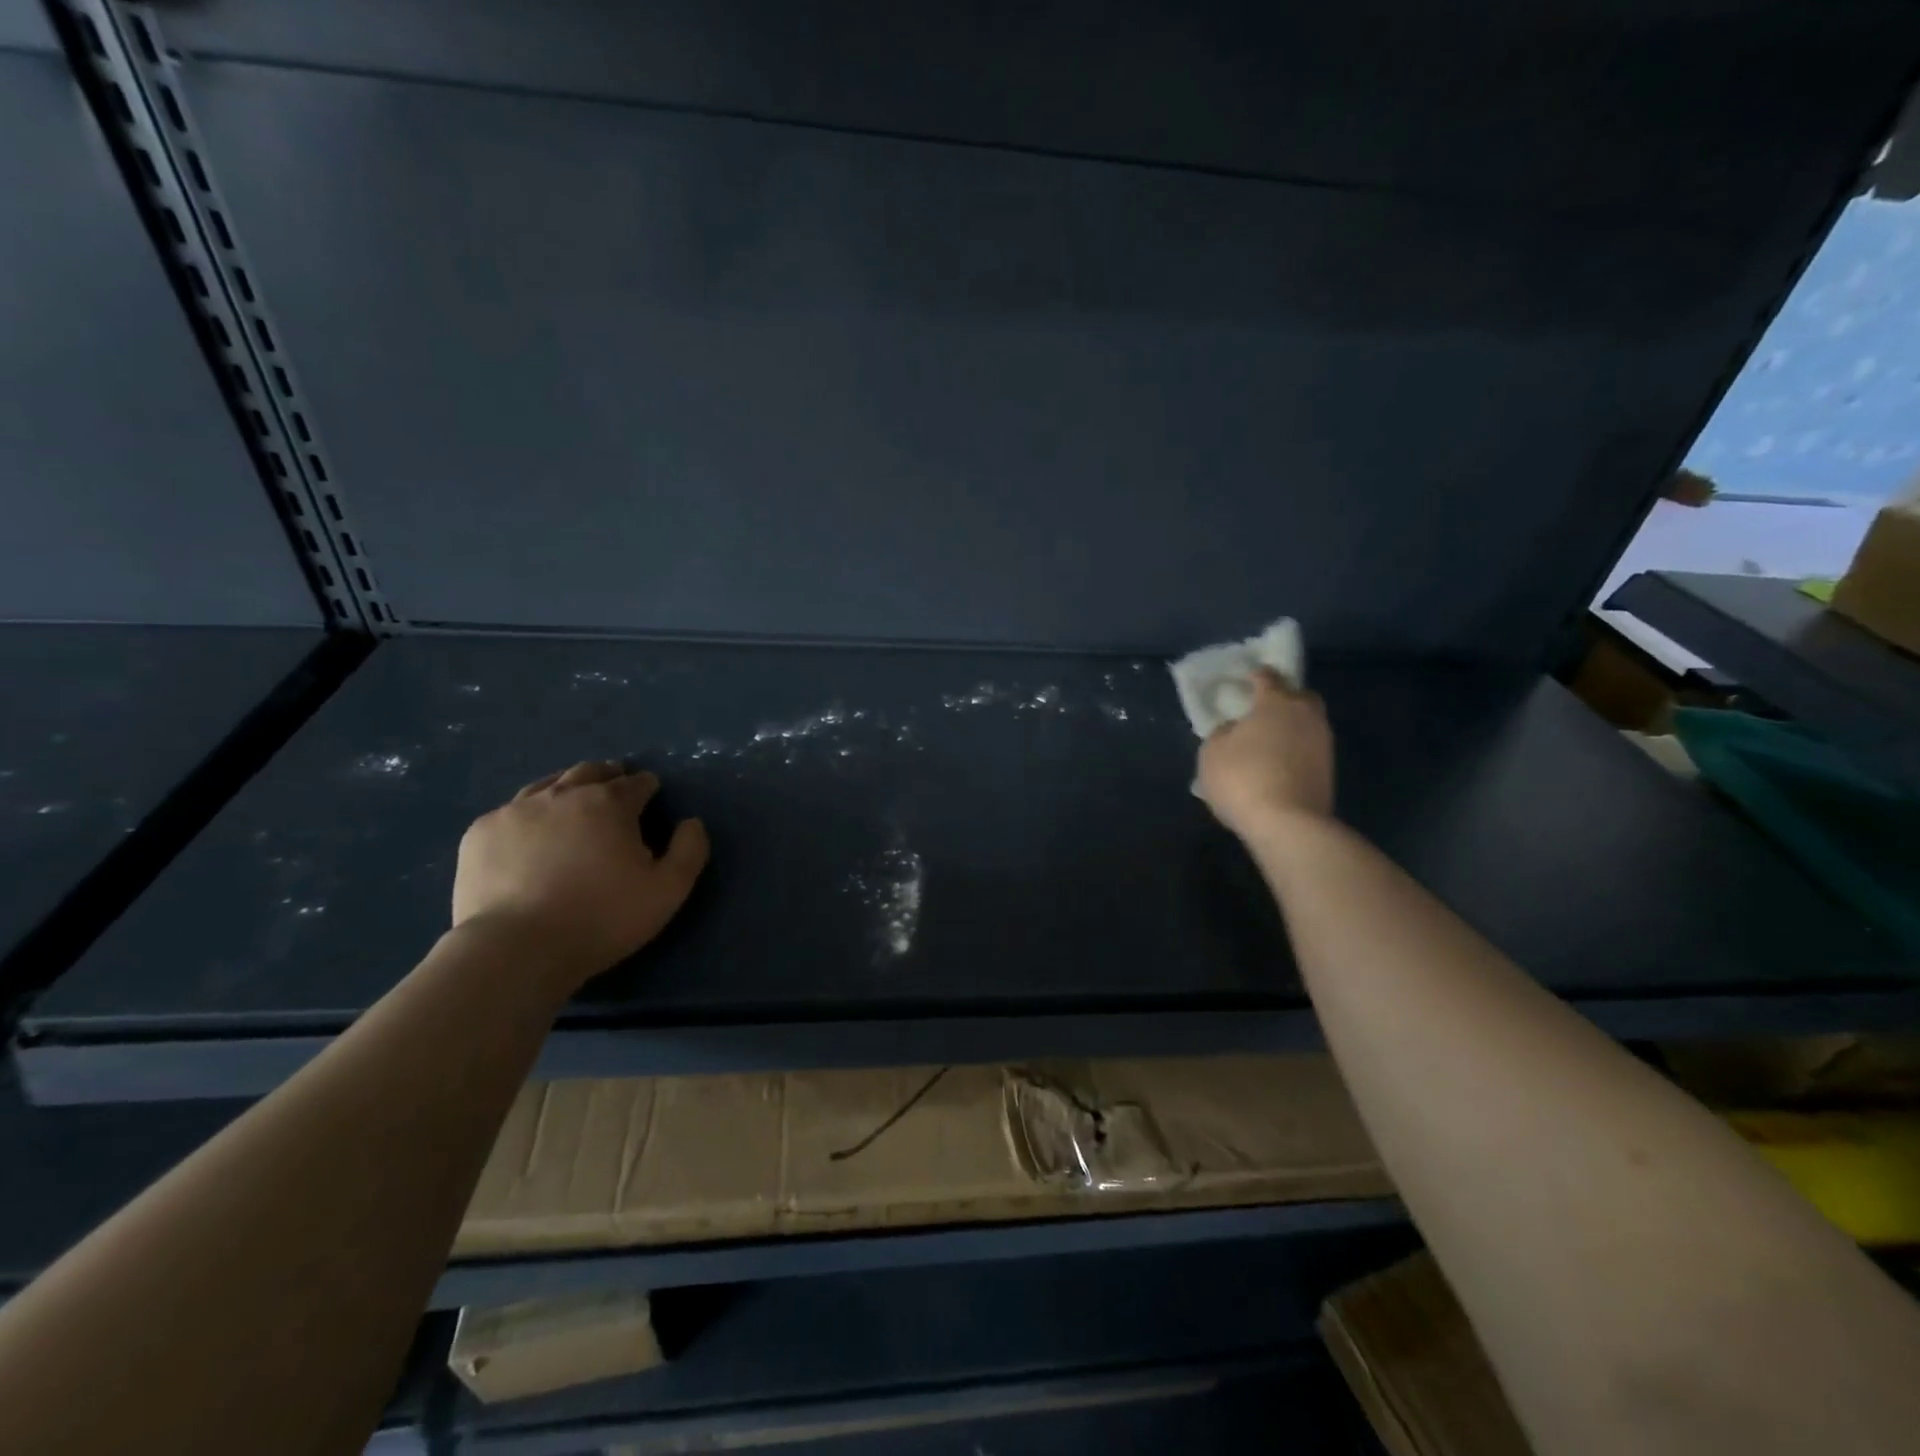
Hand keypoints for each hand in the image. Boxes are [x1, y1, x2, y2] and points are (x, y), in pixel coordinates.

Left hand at [452, 761, 708, 987]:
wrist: (516, 948)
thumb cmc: (602, 918)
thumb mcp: (667, 890)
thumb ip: (689, 851)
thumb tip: (692, 823)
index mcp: (610, 803)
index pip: (636, 783)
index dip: (647, 786)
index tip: (651, 795)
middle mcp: (563, 795)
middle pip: (590, 772)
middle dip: (608, 776)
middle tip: (615, 787)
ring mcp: (516, 810)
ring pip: (547, 785)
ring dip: (567, 788)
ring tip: (573, 803)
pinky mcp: (481, 832)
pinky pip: (510, 811)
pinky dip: (528, 815)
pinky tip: (529, 834)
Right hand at [1195, 670, 1334, 841]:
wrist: (1288, 824)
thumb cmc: (1243, 778)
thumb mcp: (1212, 753)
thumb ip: (1222, 733)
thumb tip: (1234, 730)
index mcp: (1276, 702)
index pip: (1267, 677)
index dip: (1255, 676)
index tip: (1245, 679)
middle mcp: (1306, 715)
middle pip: (1299, 696)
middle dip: (1284, 698)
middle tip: (1262, 710)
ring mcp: (1323, 743)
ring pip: (1307, 724)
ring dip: (1290, 728)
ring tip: (1268, 743)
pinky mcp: (1329, 771)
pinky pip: (1308, 750)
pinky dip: (1295, 752)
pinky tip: (1278, 765)